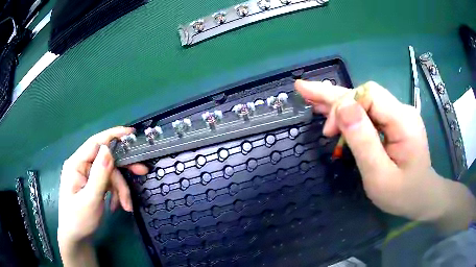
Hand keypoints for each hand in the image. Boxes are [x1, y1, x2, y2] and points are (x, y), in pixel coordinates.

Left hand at [58, 127, 147, 265]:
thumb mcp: (90, 199)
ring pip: (111, 174)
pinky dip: (116, 194)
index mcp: (76, 164)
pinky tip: (117, 206)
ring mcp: (88, 176)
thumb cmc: (79, 220)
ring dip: (121, 190)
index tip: (131, 134)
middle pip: (106, 160)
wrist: (77, 238)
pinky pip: (109, 184)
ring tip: (126, 206)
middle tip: (142, 172)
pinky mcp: (93, 185)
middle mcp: (82, 166)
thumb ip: (99, 175)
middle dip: (122, 171)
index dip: (113, 135)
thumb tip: (108, 149)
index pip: (95, 143)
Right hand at [295, 80, 474, 231]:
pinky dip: (349, 112)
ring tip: (310, 97)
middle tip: (302, 88)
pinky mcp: (394, 123)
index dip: (344, 106)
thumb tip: (343, 107)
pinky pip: (369, 112)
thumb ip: (363, 141)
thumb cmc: (403, 194)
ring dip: (338, 102)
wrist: (422, 197)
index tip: (330, 132)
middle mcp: (401, 110)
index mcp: (403, 121)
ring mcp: (398, 115)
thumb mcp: (380, 176)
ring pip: (364, 101)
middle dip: (333, 94)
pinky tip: (332, 111)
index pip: (368, 95)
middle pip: (364, 93)